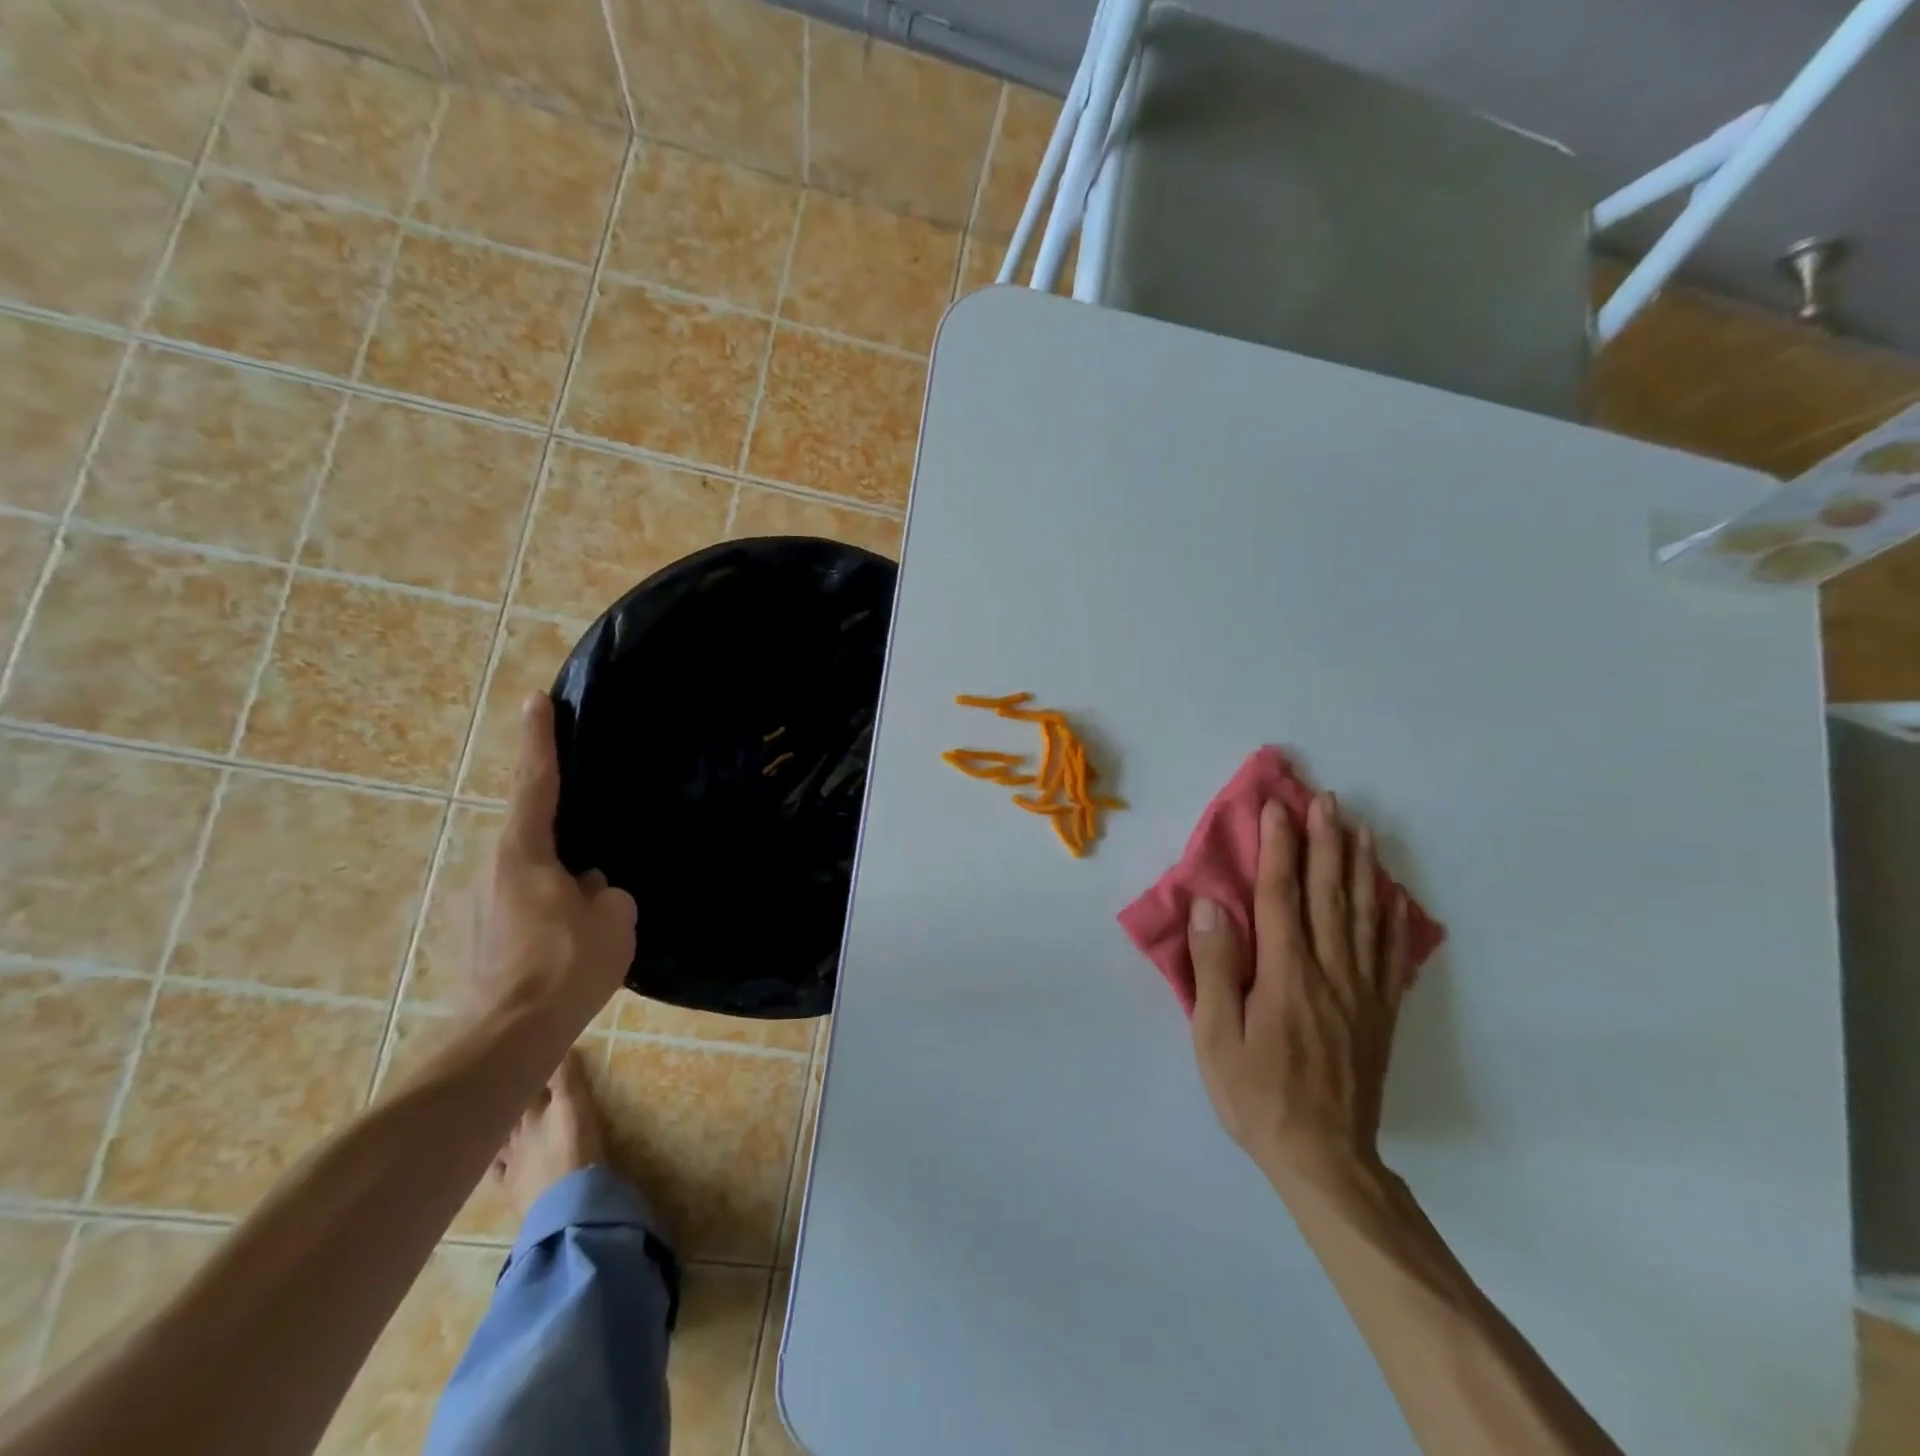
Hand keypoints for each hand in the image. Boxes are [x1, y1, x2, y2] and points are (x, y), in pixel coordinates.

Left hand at [468, 695, 636, 1025]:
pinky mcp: (483, 935)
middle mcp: (493, 868)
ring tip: (592, 896)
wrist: (508, 1037)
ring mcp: (481, 904)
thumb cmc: (565, 965)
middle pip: (534, 830)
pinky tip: (574, 931)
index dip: (540, 739)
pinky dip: (550, 902)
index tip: (536, 699)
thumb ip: (605, 890)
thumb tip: (589, 887)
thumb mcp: (613, 918)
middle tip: (593, 824)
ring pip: (532, 871)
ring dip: (560, 873)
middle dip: (562, 825)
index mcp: (524, 852)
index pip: (538, 782)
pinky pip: (526, 900)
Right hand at [1187, 793, 1412, 1186]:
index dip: (1280, 847)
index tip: (1277, 808)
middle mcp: (1330, 970)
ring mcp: (1362, 990)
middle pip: (1328, 893)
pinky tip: (1391, 893)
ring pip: (1364, 914)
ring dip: (1360, 866)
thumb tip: (1211, 905)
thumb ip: (1215, 967)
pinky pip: (1391, 953)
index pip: (1282, 895)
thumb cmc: (1257, 1095)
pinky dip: (1392, 916)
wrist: (1325, 1158)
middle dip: (1326, 842)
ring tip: (1360, 829)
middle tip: (1326, 800)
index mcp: (1285, 973)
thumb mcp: (1216, 1036)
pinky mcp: (1380, 1012)